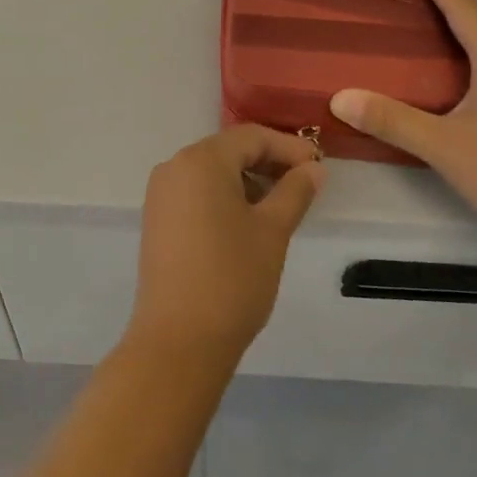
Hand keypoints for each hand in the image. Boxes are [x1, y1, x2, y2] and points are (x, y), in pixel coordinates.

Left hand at [129, 125, 326, 366]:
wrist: (179, 339)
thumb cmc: (232, 278)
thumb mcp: (273, 230)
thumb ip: (295, 191)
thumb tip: (313, 168)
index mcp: (201, 160)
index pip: (251, 137)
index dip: (288, 147)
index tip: (319, 165)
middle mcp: (174, 167)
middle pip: (228, 150)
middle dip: (268, 162)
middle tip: (305, 184)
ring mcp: (161, 194)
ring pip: (212, 173)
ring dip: (247, 180)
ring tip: (281, 205)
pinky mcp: (157, 220)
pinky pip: (196, 193)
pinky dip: (225, 197)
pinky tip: (248, 221)